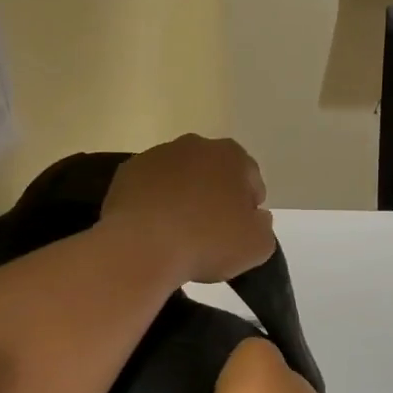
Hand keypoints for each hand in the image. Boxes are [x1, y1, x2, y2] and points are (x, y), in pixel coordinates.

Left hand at [101, 135, 275, 286]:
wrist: (143, 247)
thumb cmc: (207, 242)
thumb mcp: (257, 246)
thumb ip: (264, 226)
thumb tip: (256, 217)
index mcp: (231, 155)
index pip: (250, 178)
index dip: (248, 206)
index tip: (239, 230)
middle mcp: (195, 145)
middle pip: (213, 171)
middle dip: (215, 194)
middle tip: (211, 231)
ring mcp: (157, 155)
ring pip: (179, 176)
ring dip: (183, 195)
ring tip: (178, 231)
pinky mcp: (127, 172)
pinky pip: (150, 186)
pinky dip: (154, 201)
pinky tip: (153, 228)